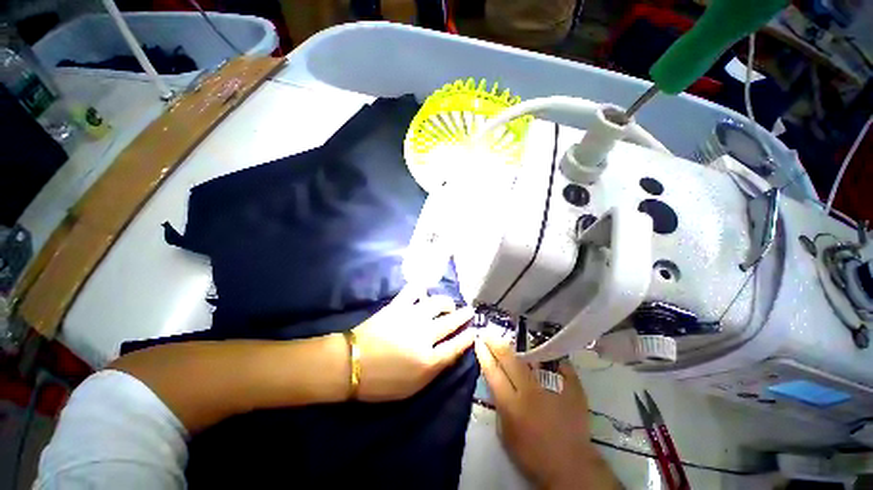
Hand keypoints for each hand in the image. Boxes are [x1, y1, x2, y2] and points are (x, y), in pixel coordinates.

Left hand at [351, 288, 474, 401]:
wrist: (351, 364)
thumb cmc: (381, 382)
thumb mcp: (412, 388)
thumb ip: (434, 371)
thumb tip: (449, 354)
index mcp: (428, 359)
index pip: (456, 346)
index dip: (468, 337)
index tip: (475, 330)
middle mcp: (424, 335)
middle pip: (450, 322)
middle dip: (463, 316)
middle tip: (469, 311)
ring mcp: (411, 317)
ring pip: (436, 303)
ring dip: (446, 302)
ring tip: (449, 304)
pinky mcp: (398, 306)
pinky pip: (413, 291)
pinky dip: (420, 288)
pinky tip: (424, 290)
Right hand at [475, 335, 618, 489]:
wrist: (571, 466)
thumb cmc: (532, 454)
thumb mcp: (505, 433)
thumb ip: (499, 404)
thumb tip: (495, 381)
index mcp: (511, 405)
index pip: (492, 372)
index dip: (484, 354)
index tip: (479, 341)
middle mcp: (530, 391)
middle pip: (509, 359)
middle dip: (496, 343)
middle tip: (489, 332)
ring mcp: (553, 387)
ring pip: (532, 357)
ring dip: (519, 346)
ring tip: (512, 337)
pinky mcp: (572, 386)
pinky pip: (558, 363)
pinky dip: (549, 355)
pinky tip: (542, 348)